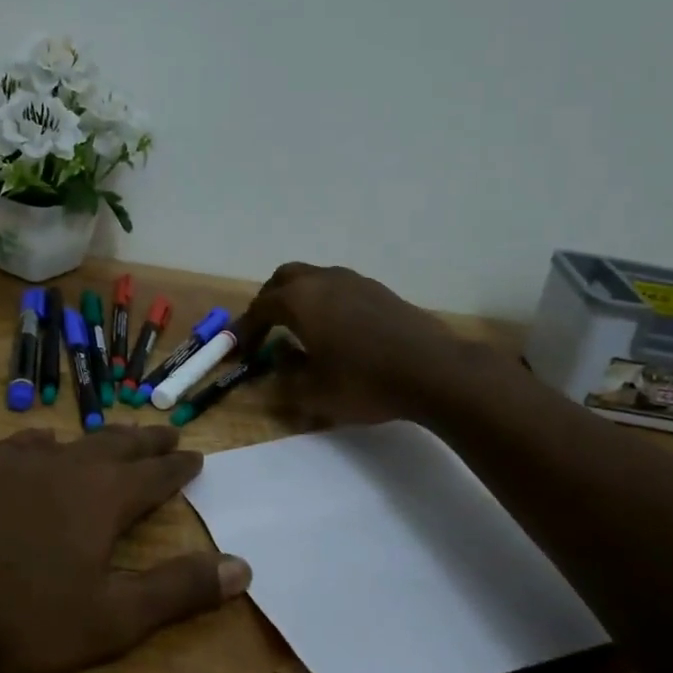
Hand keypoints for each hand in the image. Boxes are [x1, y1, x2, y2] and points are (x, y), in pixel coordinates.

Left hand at [0, 425, 249, 672]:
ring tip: (113, 437)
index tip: (197, 457)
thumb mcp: (111, 620)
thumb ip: (177, 591)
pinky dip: (42, 443)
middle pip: (117, 446)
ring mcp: (14, 466)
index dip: (179, 468)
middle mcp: (65, 468)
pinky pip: (20, 445)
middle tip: (168, 434)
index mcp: (103, 498)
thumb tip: (243, 567)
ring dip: (99, 439)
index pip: (155, 475)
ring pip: (71, 441)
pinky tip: (37, 447)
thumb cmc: (20, 619)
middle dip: (147, 442)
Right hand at [231, 262, 461, 427]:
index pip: (260, 307)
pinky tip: (337, 332)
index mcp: (300, 300)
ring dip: (300, 299)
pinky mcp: (381, 291)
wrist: (432, 371)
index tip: (240, 350)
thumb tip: (276, 366)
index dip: (246, 329)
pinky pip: (340, 289)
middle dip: (269, 301)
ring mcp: (355, 282)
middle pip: (285, 279)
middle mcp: (324, 280)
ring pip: (315, 279)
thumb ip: (284, 380)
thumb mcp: (313, 393)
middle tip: (265, 329)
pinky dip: (326, 303)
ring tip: (300, 330)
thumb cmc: (363, 381)